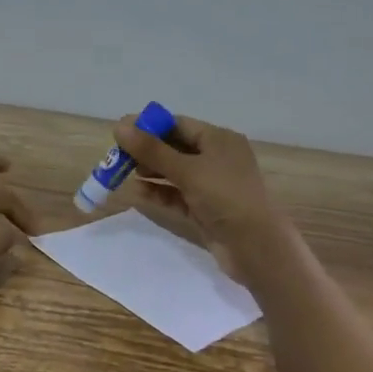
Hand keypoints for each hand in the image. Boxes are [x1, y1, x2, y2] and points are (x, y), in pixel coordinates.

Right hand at [111, 112, 283, 269]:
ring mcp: (211, 185)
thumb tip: (119, 125)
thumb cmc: (225, 197)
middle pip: (174, 148)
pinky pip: (177, 195)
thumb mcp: (187, 170)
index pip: (178, 125)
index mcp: (219, 140)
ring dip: (150, 172)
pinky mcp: (205, 209)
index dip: (149, 127)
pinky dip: (159, 193)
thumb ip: (152, 149)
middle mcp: (216, 158)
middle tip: (117, 157)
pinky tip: (137, 193)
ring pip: (174, 172)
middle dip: (146, 151)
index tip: (120, 133)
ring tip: (124, 174)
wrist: (255, 247)